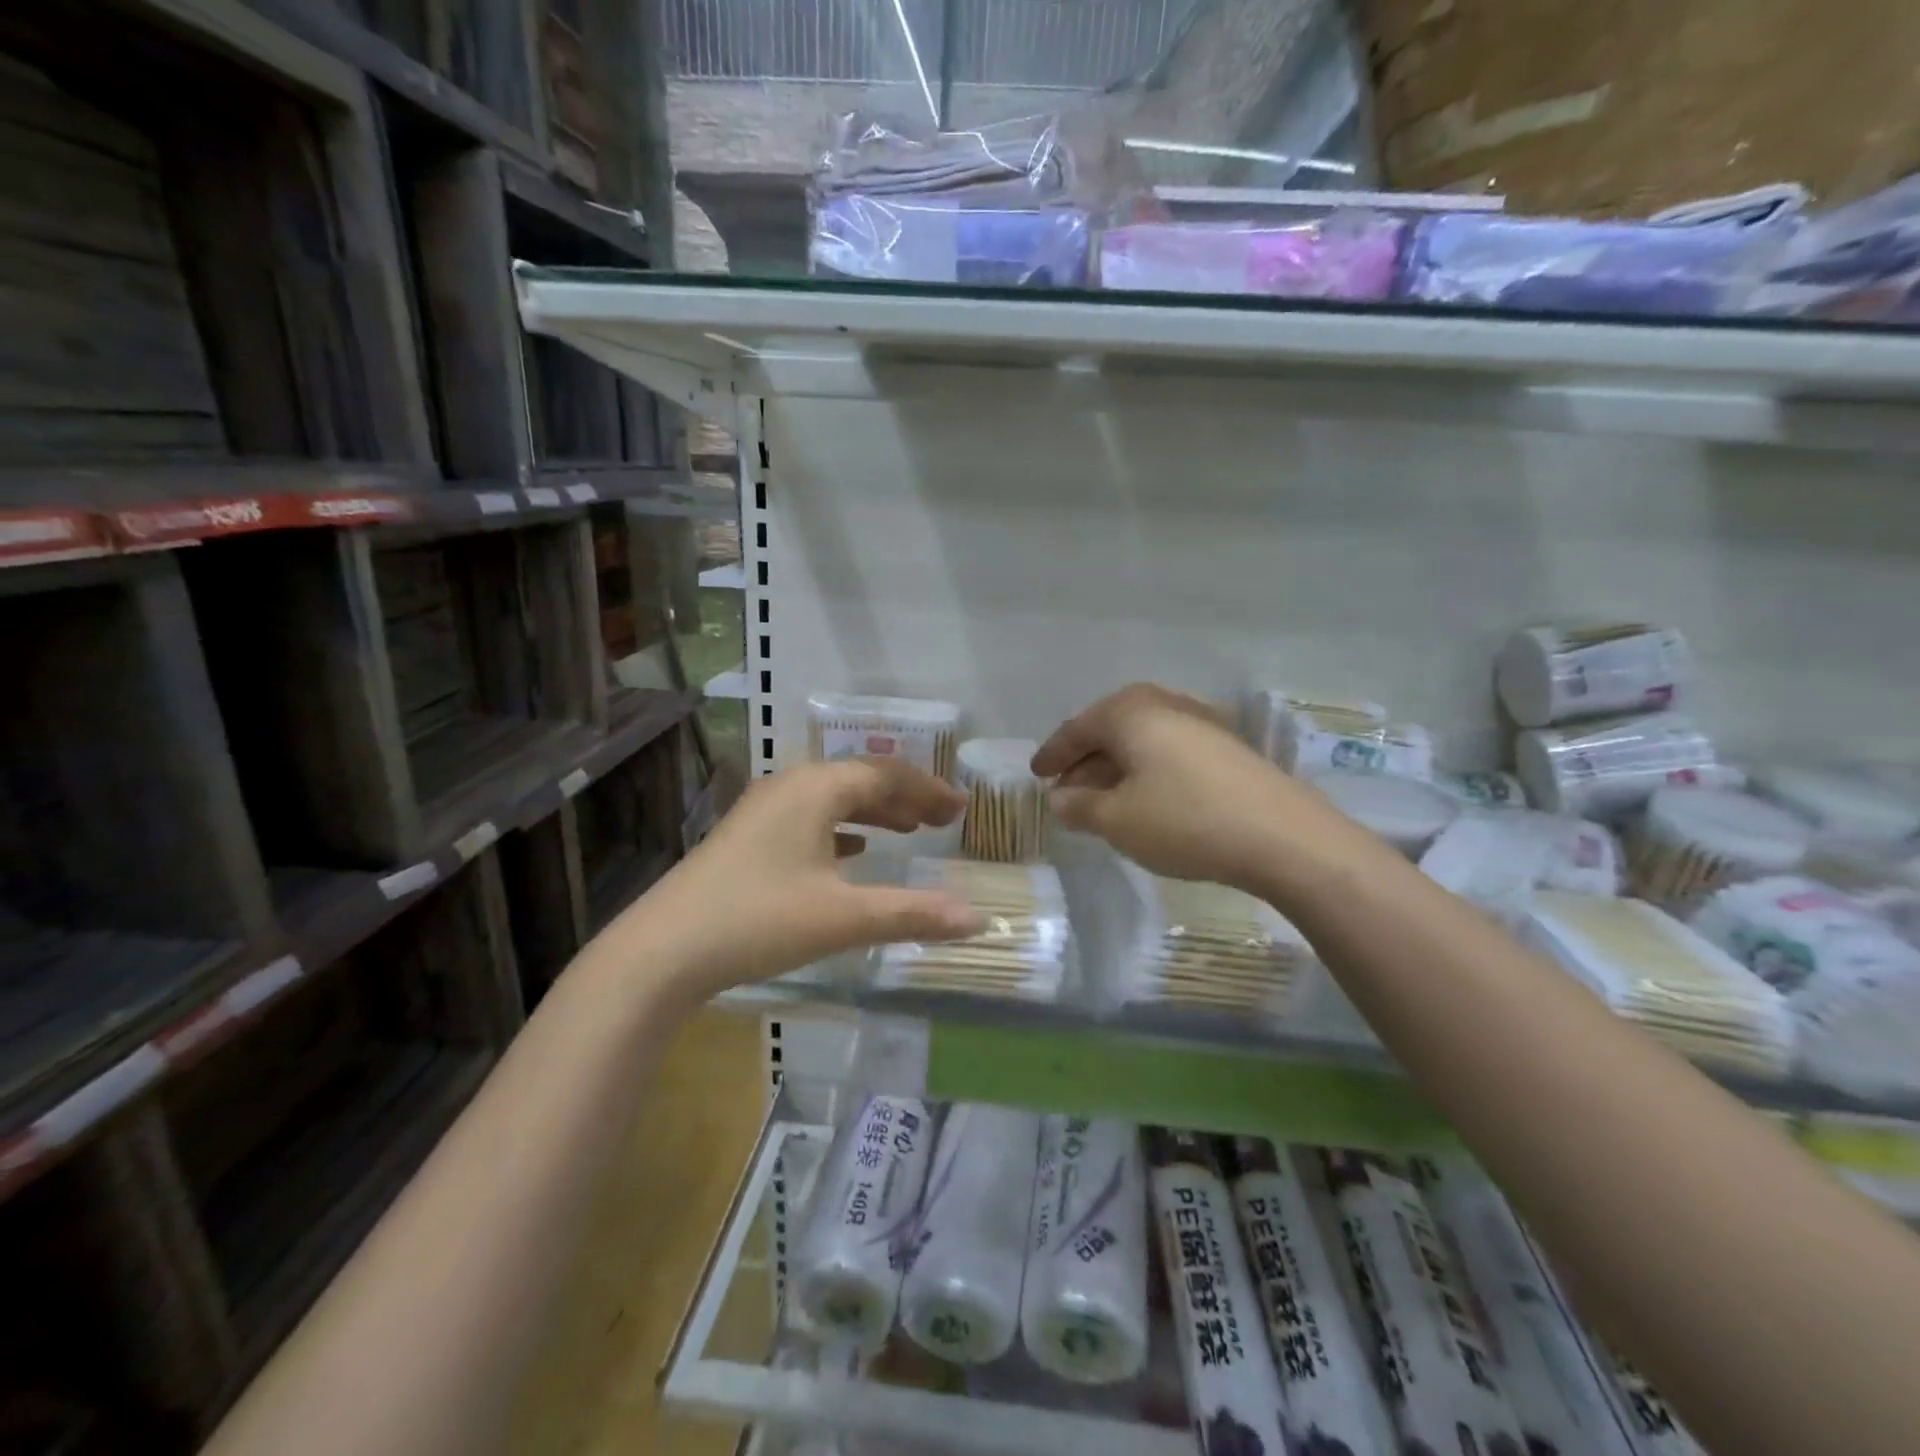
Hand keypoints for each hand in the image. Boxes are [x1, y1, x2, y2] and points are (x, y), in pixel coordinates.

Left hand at [637, 759, 982, 995]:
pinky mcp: (747, 838)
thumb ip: (912, 914)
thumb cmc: (758, 921)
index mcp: (814, 790)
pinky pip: (809, 819)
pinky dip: (842, 829)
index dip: (927, 790)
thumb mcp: (843, 918)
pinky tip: (853, 851)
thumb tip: (977, 920)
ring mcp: (763, 811)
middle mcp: (789, 787)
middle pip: (859, 780)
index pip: (884, 775)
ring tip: (908, 830)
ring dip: (874, 811)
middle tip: (943, 820)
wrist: (662, 951)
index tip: (960, 808)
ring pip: (832, 799)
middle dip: (905, 798)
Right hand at [1032, 683, 1342, 893]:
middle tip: (1067, 790)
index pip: (1077, 729)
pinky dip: (1147, 771)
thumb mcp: (1117, 820)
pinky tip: (1147, 800)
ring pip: (1142, 740)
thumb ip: (1079, 806)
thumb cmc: (1184, 820)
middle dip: (1085, 761)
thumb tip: (1059, 797)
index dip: (1053, 755)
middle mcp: (1164, 704)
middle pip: (1110, 729)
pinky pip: (1169, 751)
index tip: (1036, 775)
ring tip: (1103, 801)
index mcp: (1130, 712)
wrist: (1282, 836)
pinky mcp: (1227, 746)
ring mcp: (1201, 722)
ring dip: (1116, 768)